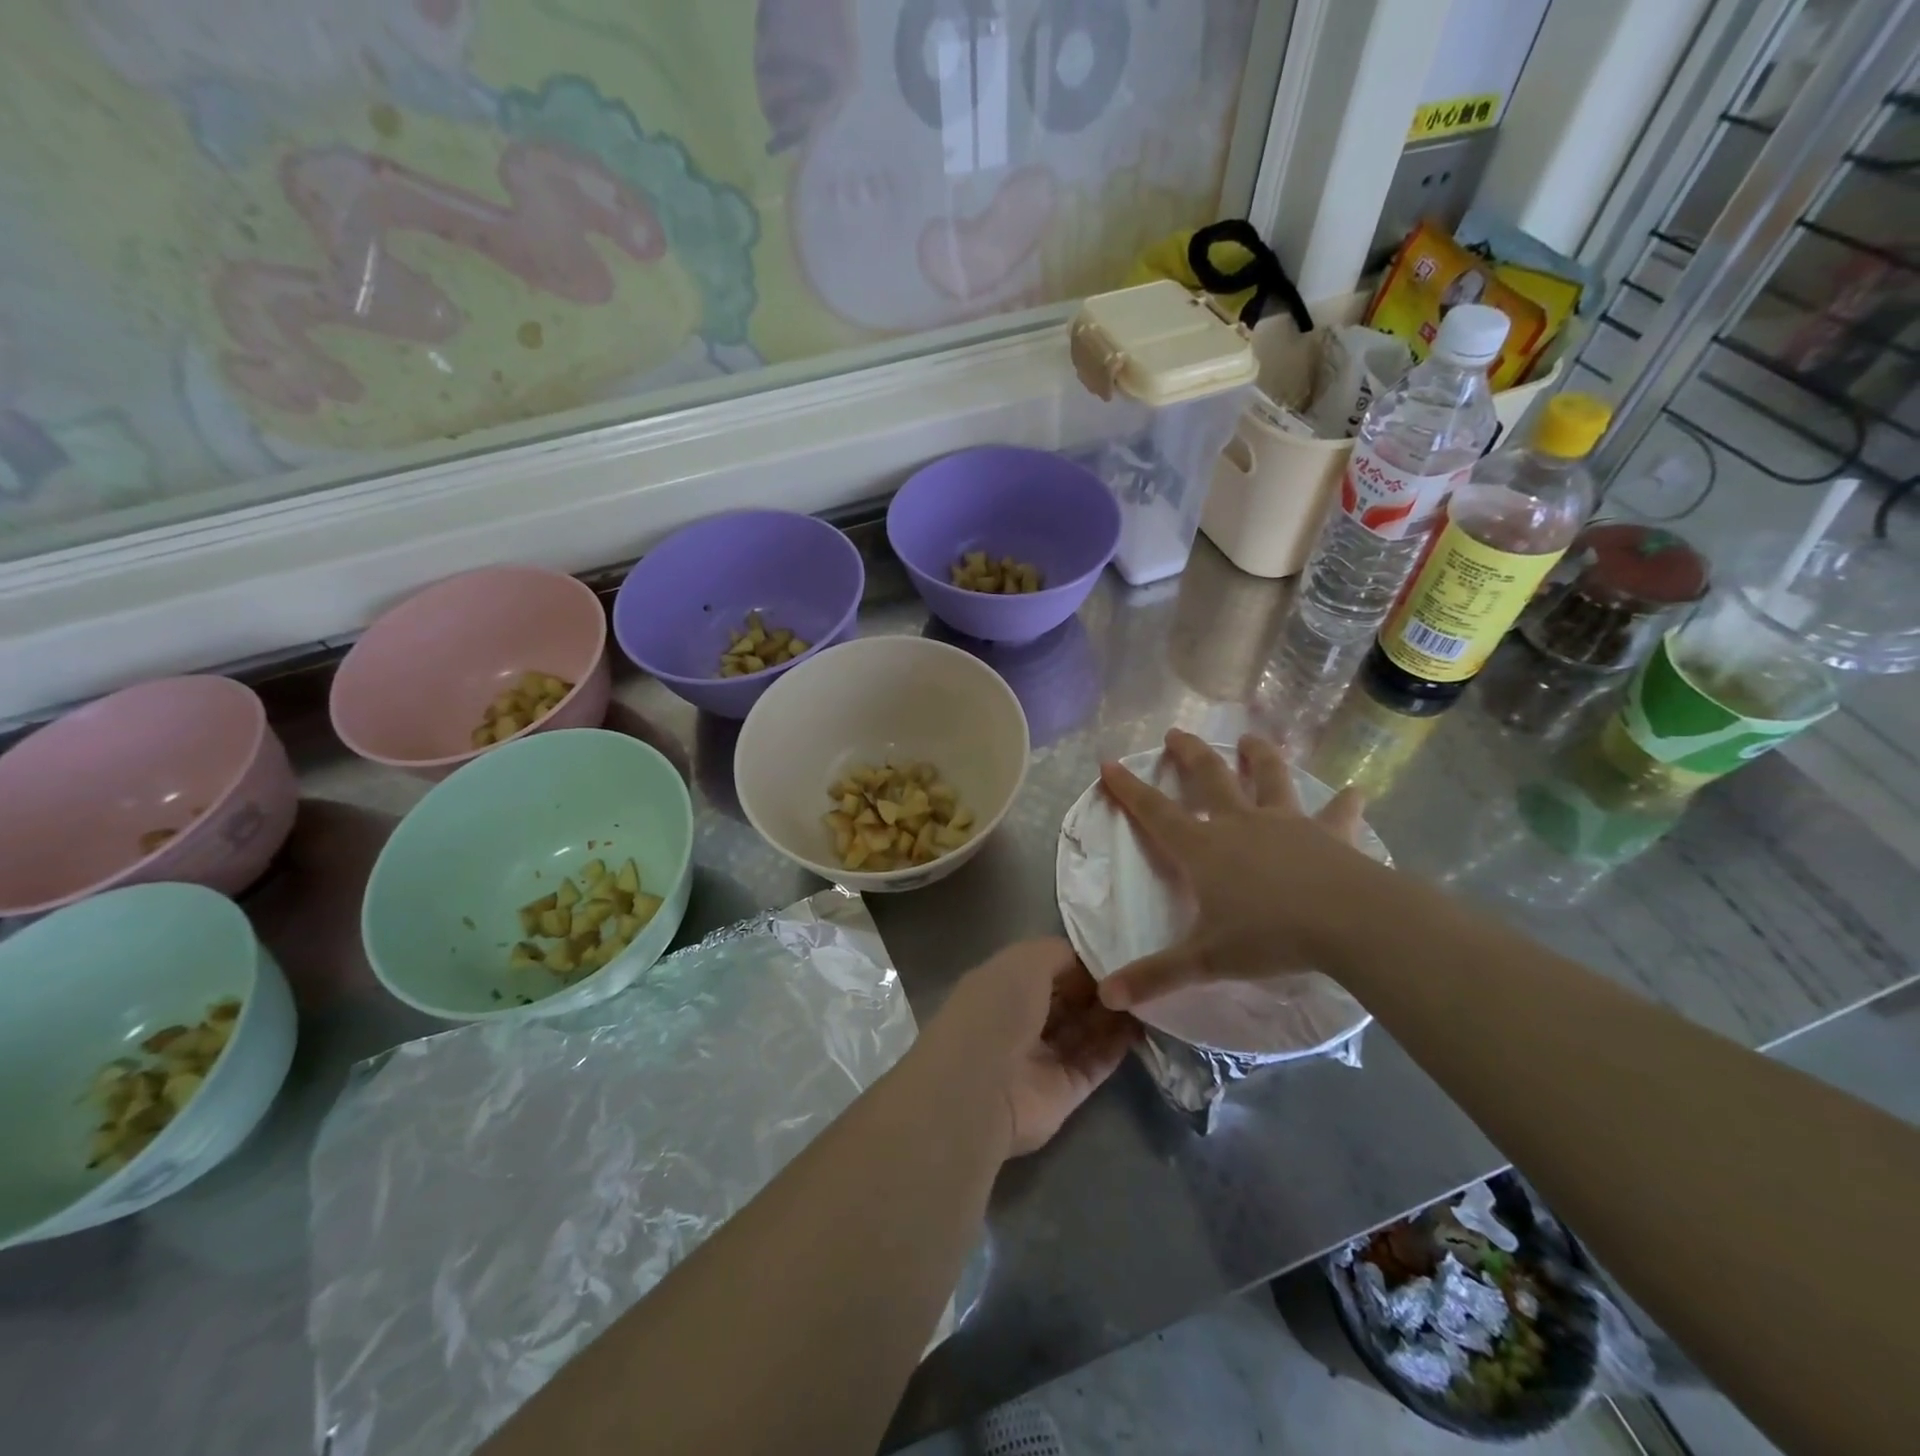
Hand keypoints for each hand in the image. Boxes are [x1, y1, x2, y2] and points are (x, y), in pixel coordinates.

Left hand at [922, 939, 1137, 1157]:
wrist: (981, 1088)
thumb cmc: (997, 1010)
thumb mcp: (1025, 960)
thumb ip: (1058, 954)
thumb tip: (1088, 963)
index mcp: (1002, 985)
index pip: (1047, 968)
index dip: (1079, 962)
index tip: (1116, 953)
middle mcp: (1020, 1020)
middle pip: (1068, 1000)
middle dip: (1099, 988)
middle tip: (1137, 976)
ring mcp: (1042, 1057)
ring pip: (1084, 1031)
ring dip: (1112, 1015)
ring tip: (1147, 997)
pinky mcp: (1064, 1091)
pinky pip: (1096, 1063)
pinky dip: (1117, 1046)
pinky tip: (1143, 1026)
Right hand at [1095, 728, 1378, 1011]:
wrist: (1350, 922)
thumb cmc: (1270, 937)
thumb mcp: (1206, 960)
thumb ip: (1156, 976)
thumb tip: (1105, 996)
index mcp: (1204, 849)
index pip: (1155, 812)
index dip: (1129, 789)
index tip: (1109, 763)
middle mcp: (1241, 824)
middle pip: (1209, 778)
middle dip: (1189, 754)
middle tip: (1176, 733)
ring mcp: (1288, 824)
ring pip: (1269, 779)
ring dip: (1259, 756)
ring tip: (1250, 738)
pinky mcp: (1330, 834)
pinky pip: (1338, 813)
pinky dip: (1345, 803)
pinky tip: (1356, 791)